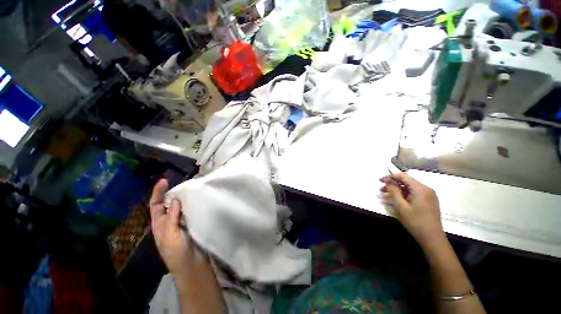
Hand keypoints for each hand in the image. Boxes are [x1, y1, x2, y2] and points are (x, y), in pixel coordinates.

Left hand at [150, 179, 193, 277]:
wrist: (192, 264)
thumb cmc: (177, 253)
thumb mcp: (170, 236)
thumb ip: (171, 218)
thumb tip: (174, 200)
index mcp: (160, 224)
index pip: (155, 205)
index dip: (158, 192)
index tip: (164, 180)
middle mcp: (170, 221)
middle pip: (169, 203)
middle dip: (173, 192)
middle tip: (183, 183)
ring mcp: (182, 222)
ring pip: (182, 206)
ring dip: (185, 197)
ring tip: (192, 188)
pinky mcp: (193, 222)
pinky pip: (192, 210)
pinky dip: (194, 204)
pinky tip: (200, 199)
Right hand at [380, 172, 445, 248]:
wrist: (433, 239)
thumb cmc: (415, 222)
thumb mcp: (401, 206)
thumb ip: (393, 191)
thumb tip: (387, 180)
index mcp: (420, 188)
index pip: (403, 176)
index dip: (390, 176)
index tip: (380, 181)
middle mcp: (426, 189)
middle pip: (407, 181)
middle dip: (393, 184)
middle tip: (381, 190)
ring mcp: (429, 195)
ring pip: (410, 188)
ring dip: (398, 190)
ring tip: (387, 196)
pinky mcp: (430, 201)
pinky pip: (415, 193)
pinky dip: (405, 195)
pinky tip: (398, 201)